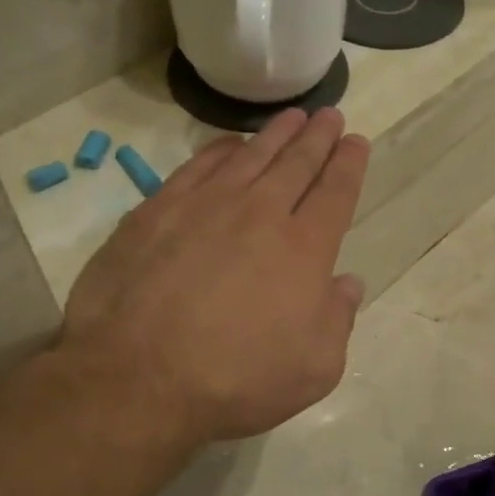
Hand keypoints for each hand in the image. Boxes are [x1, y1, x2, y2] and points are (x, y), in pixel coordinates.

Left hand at [58, 107, 368, 447]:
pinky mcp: (157, 210)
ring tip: (292, 116)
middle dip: (318, 137)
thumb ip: (339, 320)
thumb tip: (348, 283)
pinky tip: (230, 144)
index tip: (356, 141)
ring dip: (275, 134)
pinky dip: (220, 149)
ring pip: (251, 156)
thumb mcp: (315, 368)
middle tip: (329, 115)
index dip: (349, 165)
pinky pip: (198, 165)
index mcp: (305, 249)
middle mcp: (260, 214)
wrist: (138, 378)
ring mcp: (205, 206)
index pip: (336, 193)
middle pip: (297, 163)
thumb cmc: (237, 380)